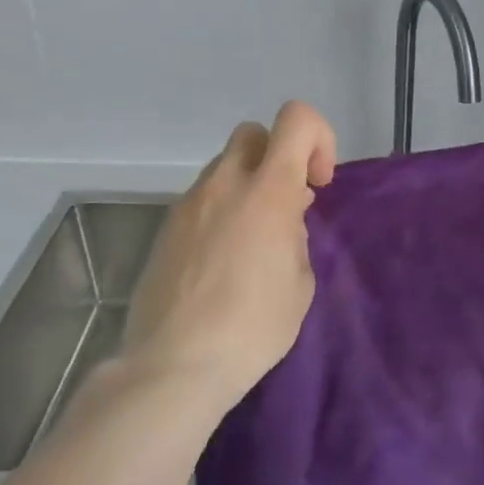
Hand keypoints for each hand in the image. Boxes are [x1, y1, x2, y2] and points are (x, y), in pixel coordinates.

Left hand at [118, 101, 336, 415]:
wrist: (175, 364)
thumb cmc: (255, 325)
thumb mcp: (301, 280)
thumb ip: (295, 235)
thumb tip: (281, 221)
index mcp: (269, 189)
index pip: (296, 119)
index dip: (318, 138)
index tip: (317, 184)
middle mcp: (225, 183)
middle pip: (253, 134)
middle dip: (277, 157)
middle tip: (288, 205)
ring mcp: (188, 204)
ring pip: (224, 169)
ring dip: (247, 187)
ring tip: (254, 241)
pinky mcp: (165, 230)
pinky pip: (202, 201)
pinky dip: (221, 213)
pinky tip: (223, 262)